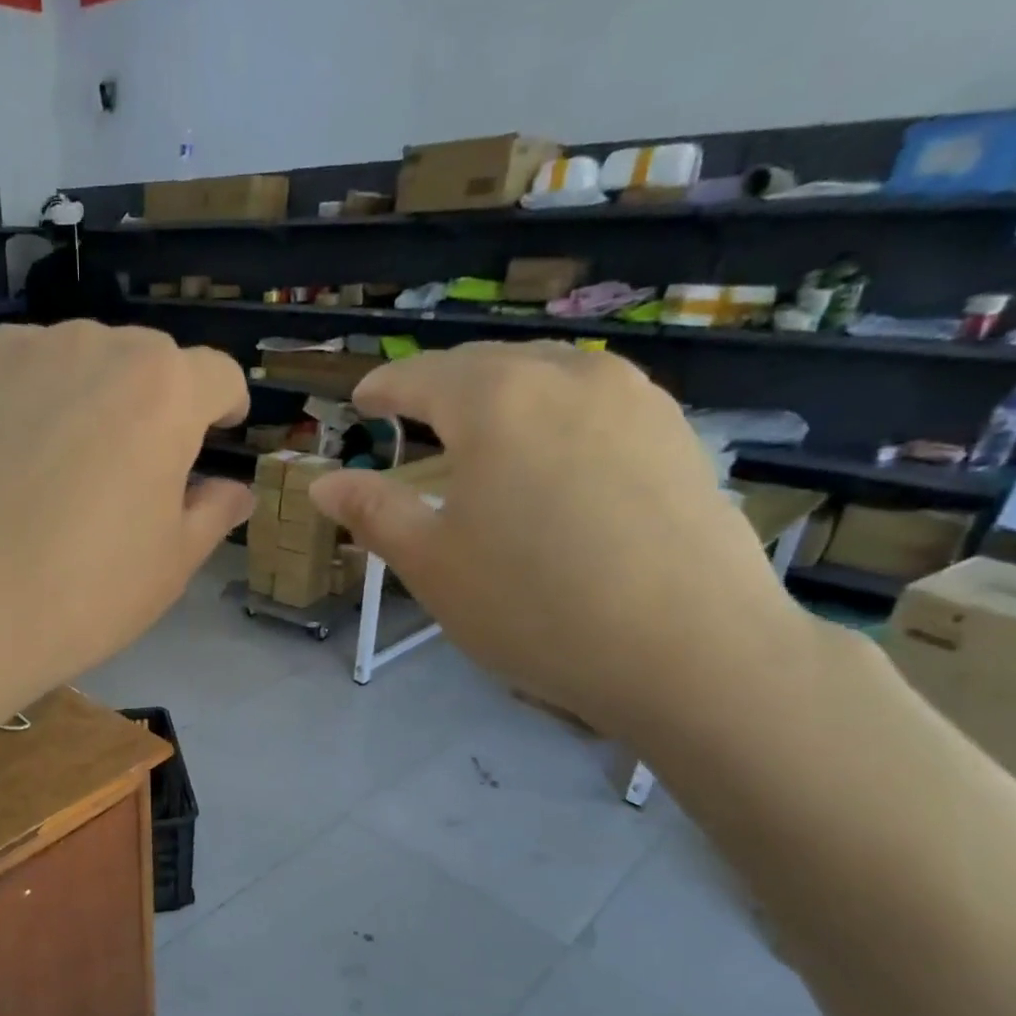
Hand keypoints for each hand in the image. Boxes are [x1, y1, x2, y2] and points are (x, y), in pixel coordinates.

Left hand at [0, 322, 252, 716]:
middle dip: (158, 405)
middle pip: (148, 362)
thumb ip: (211, 514)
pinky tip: (12, 459)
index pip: (217, 376)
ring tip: (68, 468)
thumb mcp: (169, 565)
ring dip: (93, 398)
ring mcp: (19, 353)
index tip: (218, 439)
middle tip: (137, 472)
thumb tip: (234, 491)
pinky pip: (19, 372)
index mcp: (164, 390)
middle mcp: (95, 346)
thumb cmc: (80, 595)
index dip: (225, 409)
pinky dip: (33, 400)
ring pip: (80, 361)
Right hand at [309, 343, 816, 734]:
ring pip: (546, 375)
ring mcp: (634, 398)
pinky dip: (552, 413)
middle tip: (409, 413)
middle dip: (439, 384)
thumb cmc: (534, 605)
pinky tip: (551, 453)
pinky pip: (594, 401)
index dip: (384, 387)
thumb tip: (323, 482)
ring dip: (500, 392)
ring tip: (477, 427)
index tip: (361, 400)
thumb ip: (373, 512)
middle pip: (486, 364)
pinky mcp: (677, 432)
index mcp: (497, 400)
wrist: (692, 650)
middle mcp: (568, 376)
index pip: (421, 376)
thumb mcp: (432, 564)